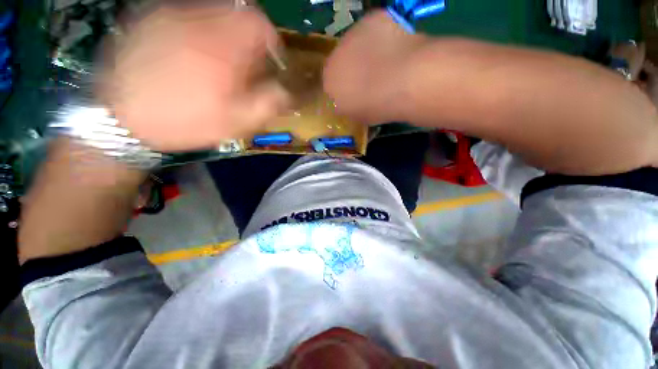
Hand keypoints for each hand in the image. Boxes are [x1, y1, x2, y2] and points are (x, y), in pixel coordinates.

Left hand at [101, 4, 289, 151]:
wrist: (121, 119)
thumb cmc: (185, 122)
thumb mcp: (237, 122)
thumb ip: (268, 103)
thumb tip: (286, 90)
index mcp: (222, 47)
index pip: (259, 23)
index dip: (271, 39)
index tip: (270, 60)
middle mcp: (197, 20)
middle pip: (236, 11)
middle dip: (248, 35)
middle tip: (246, 62)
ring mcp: (169, 15)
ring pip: (211, 9)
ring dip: (225, 31)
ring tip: (220, 60)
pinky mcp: (148, 18)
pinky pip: (186, 13)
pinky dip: (199, 28)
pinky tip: (193, 53)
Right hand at [323, 11, 429, 124]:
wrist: (401, 82)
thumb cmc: (377, 107)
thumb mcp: (360, 117)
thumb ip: (351, 108)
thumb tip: (354, 102)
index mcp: (330, 85)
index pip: (332, 86)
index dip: (346, 89)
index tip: (358, 94)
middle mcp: (334, 59)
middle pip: (342, 62)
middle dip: (353, 70)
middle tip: (372, 79)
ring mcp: (351, 36)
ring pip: (356, 44)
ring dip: (366, 52)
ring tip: (385, 63)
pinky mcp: (371, 21)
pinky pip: (374, 30)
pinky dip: (382, 37)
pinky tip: (394, 47)